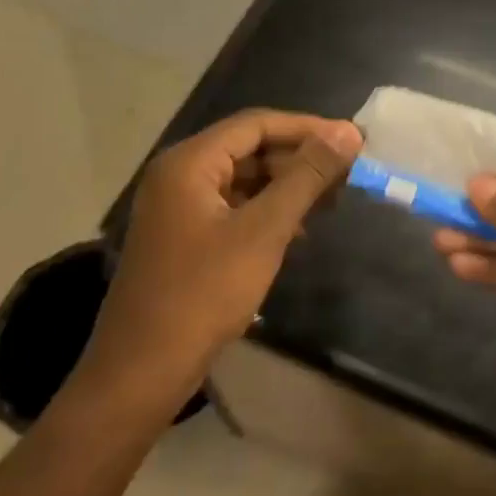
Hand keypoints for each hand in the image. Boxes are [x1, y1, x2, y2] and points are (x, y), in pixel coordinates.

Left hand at [69, 110, 360, 419]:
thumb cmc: (204, 293)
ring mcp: (178, 208)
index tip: (352, 141)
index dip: (307, 128)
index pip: (256, 124)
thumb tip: (347, 132)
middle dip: (299, 158)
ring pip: (242, 179)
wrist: (143, 371)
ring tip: (331, 199)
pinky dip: (267, 210)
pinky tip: (298, 228)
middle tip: (347, 172)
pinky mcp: (183, 237)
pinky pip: (232, 207)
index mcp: (189, 162)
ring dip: (286, 185)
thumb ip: (306, 177)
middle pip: (248, 148)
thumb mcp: (263, 230)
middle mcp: (179, 175)